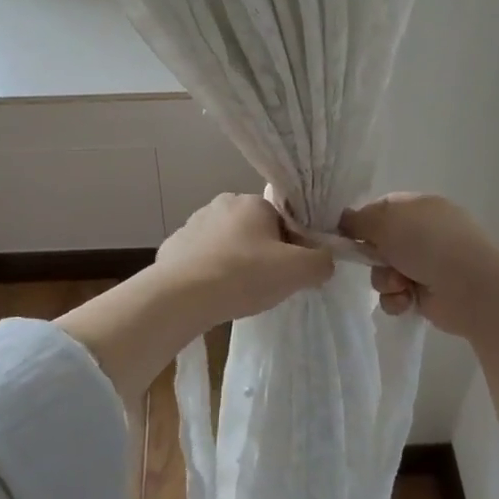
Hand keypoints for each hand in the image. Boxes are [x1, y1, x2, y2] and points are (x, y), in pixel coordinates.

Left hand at [154, 193, 335, 329]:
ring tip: (236, 292)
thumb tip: (325, 261)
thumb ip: (321, 262)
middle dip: (261, 253)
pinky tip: (211, 294)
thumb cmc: (244, 275)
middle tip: (265, 284)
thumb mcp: (298, 271)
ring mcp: (192, 224)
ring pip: (226, 244)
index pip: (282, 220)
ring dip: (233, 262)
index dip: (291, 247)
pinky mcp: (173, 247)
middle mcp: (221, 204)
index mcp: (252, 202)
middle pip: (253, 231)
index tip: (289, 272)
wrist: (182, 296)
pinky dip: (208, 273)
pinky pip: (200, 258)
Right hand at [338, 193, 498, 337]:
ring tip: (400, 285)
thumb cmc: (428, 243)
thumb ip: (358, 220)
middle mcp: (423, 233)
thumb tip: (344, 221)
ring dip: (385, 280)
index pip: (380, 210)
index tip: (345, 235)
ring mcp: (427, 263)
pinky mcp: (427, 293)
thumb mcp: (385, 221)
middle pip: (379, 243)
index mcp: (419, 206)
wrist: (470, 288)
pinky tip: (407, 301)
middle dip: (373, 257)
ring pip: (384, 271)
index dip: (361, 222)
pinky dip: (397, 299)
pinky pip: (396, 294)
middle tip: (377, 261)